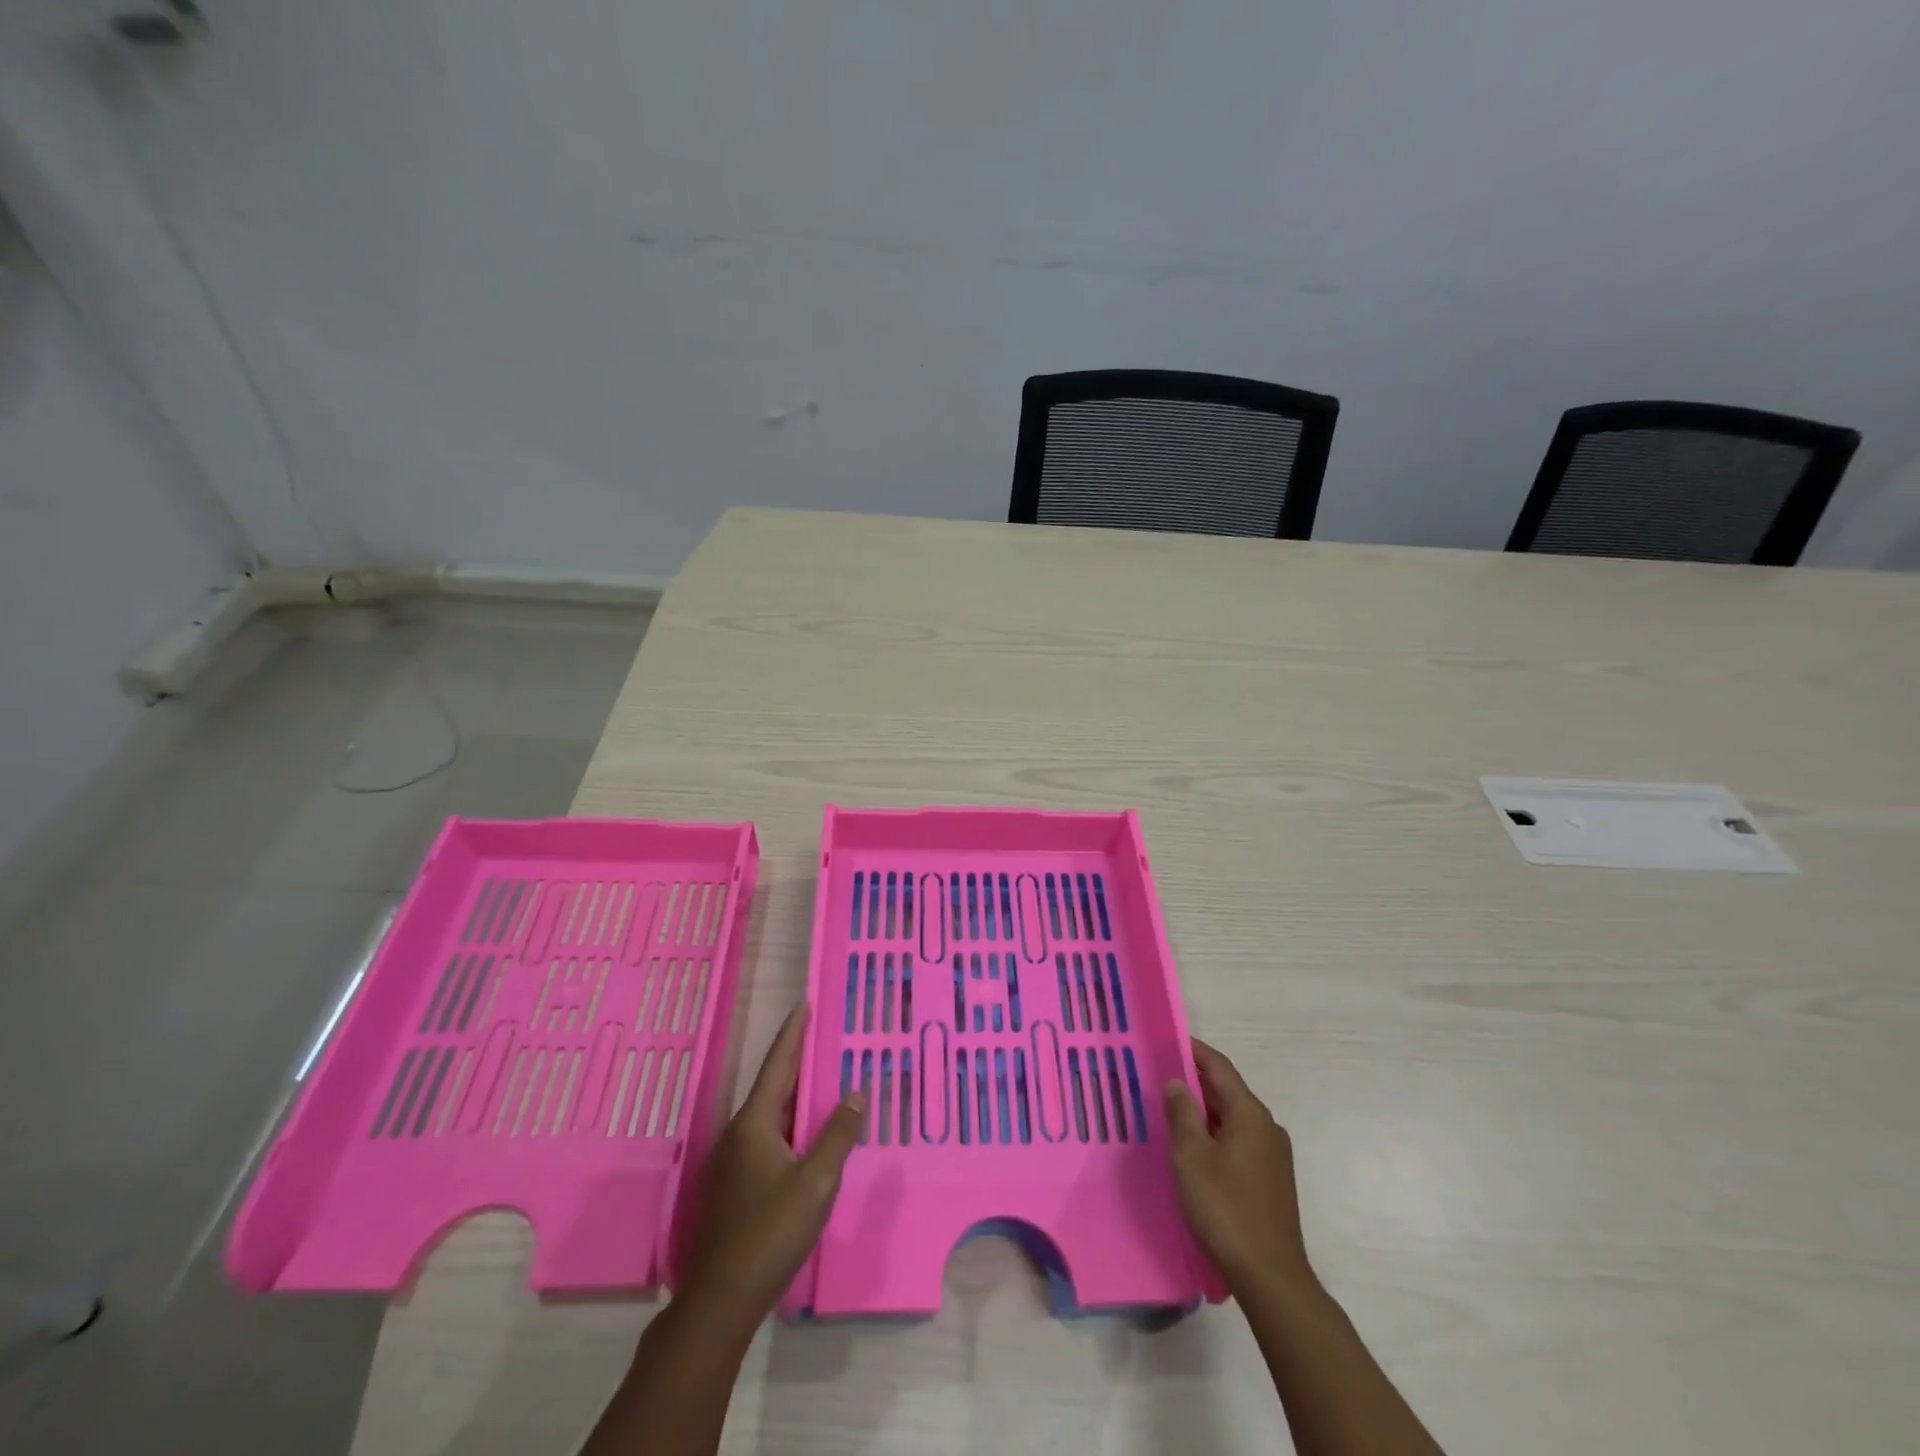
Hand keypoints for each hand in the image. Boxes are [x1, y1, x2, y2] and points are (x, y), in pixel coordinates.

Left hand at [679, 1003, 863, 1324]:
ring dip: (793, 1093)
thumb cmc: (770, 1231)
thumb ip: (838, 1134)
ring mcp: (733, 1161)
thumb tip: (855, 1092)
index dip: (792, 1034)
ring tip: (818, 1079)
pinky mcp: (735, 1185)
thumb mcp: (816, 1181)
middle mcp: (739, 1134)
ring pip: (770, 1114)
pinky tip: (804, 1134)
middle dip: (795, 1059)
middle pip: (773, 1086)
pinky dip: (789, 1121)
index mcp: (755, 1123)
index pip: (778, 1065)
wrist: (721, 1298)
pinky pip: (768, 1137)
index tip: (804, 1005)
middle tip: (818, 1035)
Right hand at [1164, 1038, 1315, 1298]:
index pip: (1218, 1067)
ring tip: (1169, 1110)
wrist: (1270, 1277)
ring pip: (1231, 1118)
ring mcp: (1272, 1155)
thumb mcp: (1191, 1156)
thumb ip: (1182, 1113)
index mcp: (1250, 1113)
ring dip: (1202, 1110)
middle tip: (1157, 1076)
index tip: (1165, 1040)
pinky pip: (1237, 1141)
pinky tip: (1193, 1148)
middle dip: (1193, 1081)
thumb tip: (1177, 1082)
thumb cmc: (1225, 1208)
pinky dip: (1214, 1134)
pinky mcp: (1270, 1180)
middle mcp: (1266, 1127)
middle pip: (1226, 1091)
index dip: (1192, 1050)